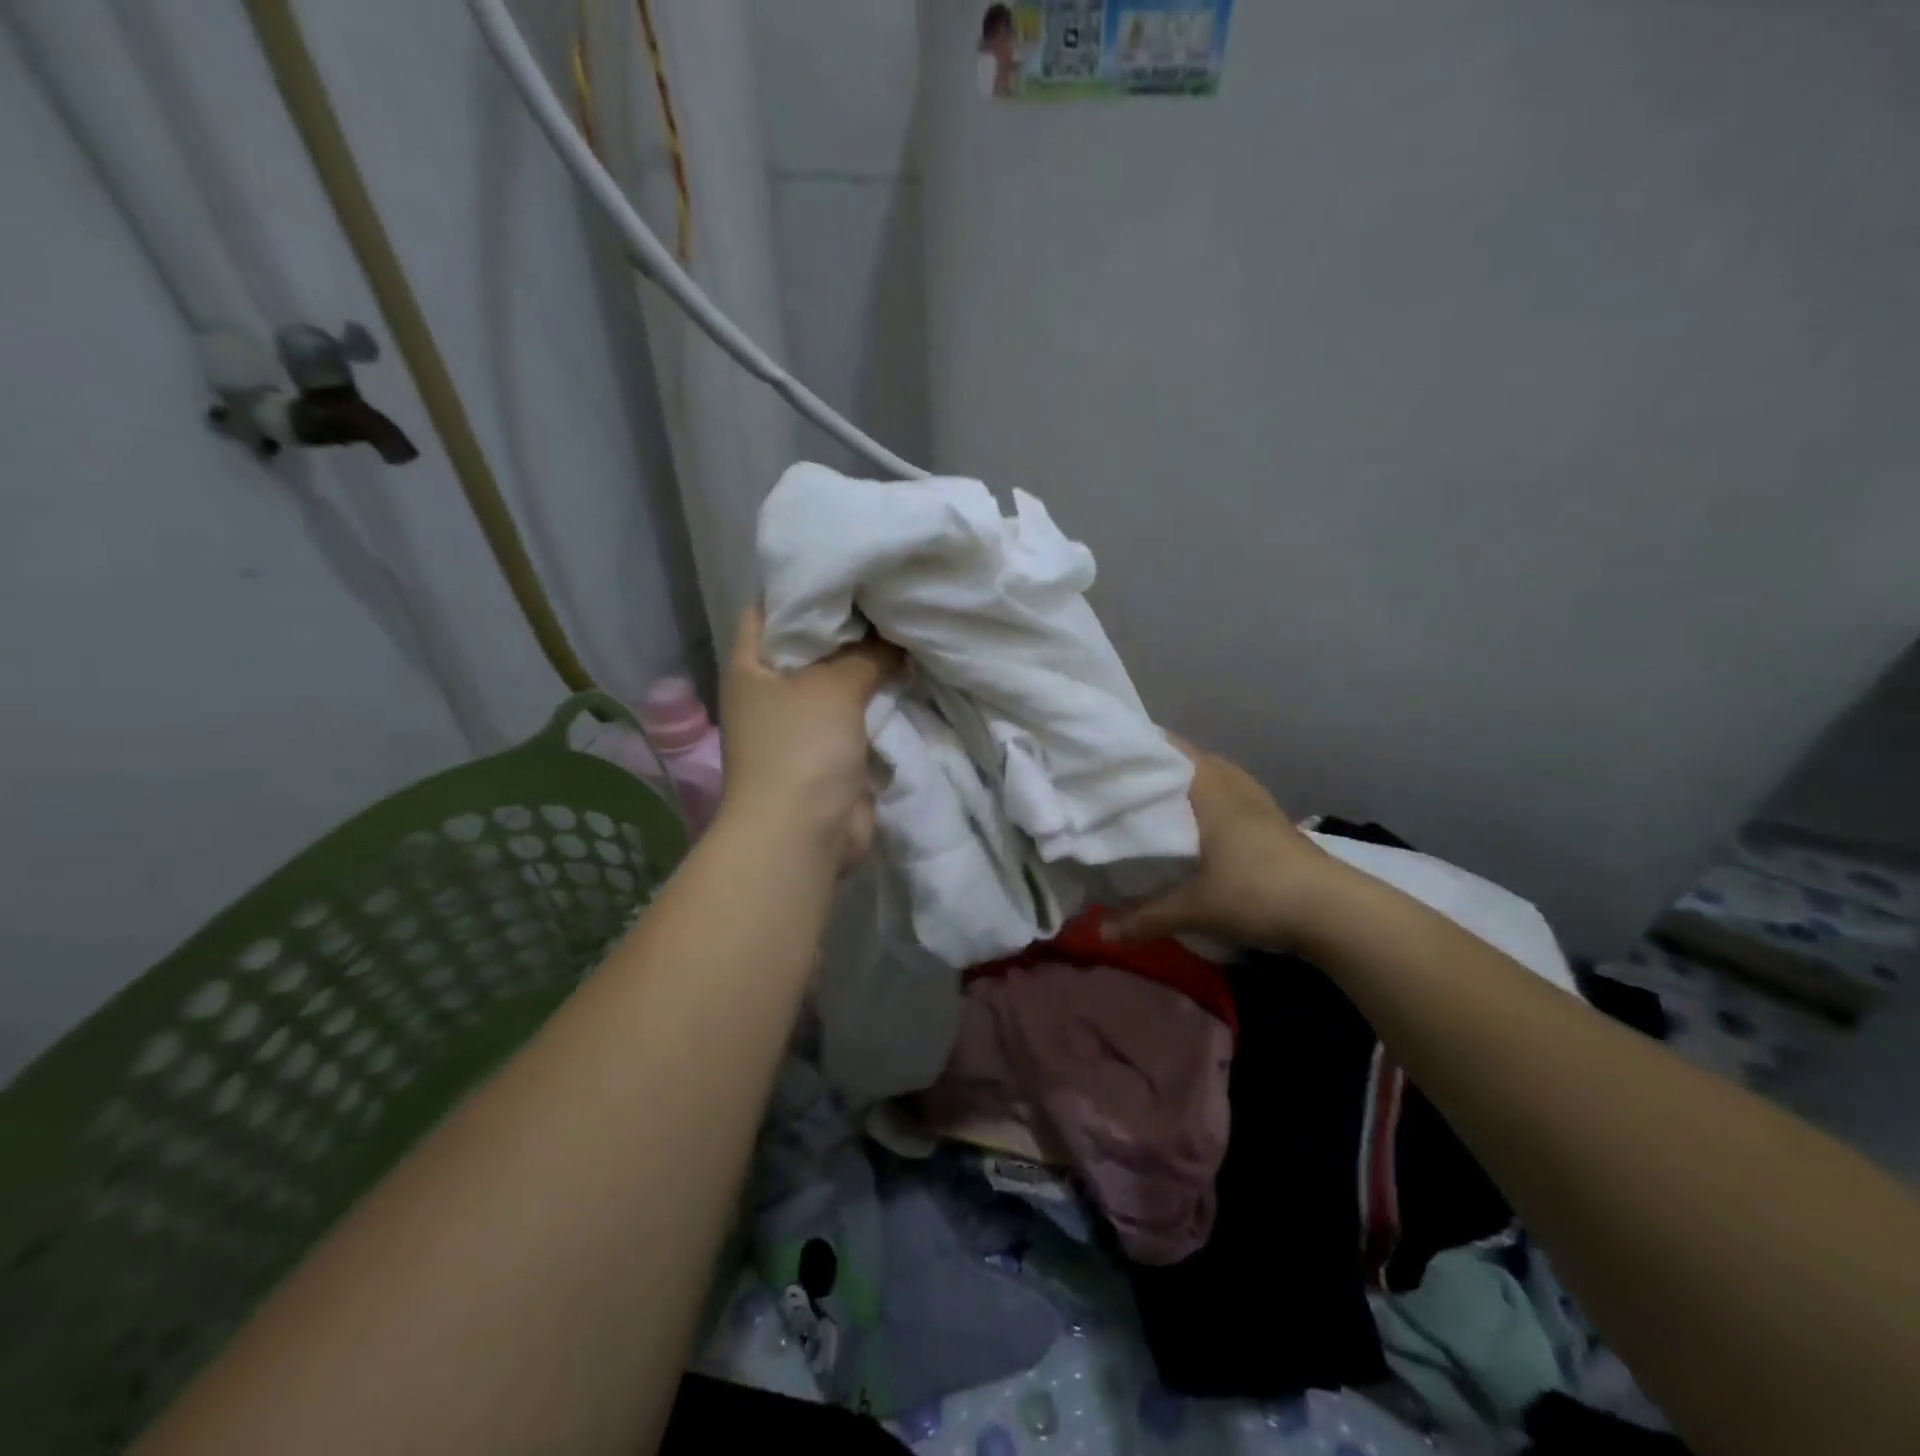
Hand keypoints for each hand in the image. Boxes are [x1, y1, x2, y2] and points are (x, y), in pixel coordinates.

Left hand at [716, 605, 900, 866]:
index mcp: (752, 664)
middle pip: (812, 643)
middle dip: (851, 624)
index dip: (805, 584)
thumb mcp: (834, 685)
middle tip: (892, 592)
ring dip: (870, 663)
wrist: (803, 833)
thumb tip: (896, 639)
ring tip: (909, 625)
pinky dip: (879, 698)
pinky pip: (857, 713)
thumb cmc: (802, 747)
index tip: (851, 566)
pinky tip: (912, 672)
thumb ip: (868, 653)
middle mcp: (772, 689)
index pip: (772, 606)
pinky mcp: (830, 750)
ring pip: (839, 679)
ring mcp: (801, 722)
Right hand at [1105, 737, 1342, 950]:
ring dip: (1191, 784)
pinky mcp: (1275, 823)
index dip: (1142, 747)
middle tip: (1126, 781)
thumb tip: (1101, 933)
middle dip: (1161, 767)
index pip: (1172, 750)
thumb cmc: (1256, 893)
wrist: (1334, 912)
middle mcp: (1234, 786)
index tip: (1110, 755)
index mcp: (1210, 789)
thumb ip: (1145, 917)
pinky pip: (1233, 797)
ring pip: (1218, 778)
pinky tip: (1202, 826)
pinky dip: (1212, 802)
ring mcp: (1260, 803)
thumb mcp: (1194, 909)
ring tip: (1159, 800)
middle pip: (1194, 760)